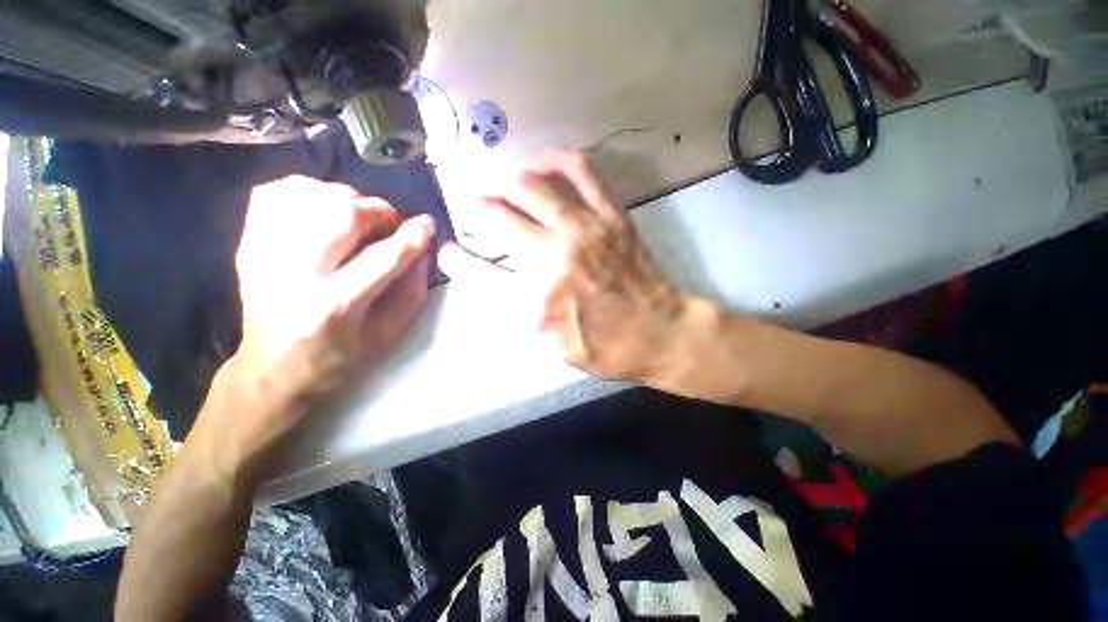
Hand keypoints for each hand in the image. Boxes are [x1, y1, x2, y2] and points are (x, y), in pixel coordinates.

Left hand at [196, 176, 433, 485]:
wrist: (270, 370)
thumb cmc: (336, 359)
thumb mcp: (386, 336)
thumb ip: (411, 293)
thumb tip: (423, 253)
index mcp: (334, 306)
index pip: (384, 257)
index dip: (413, 236)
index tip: (428, 224)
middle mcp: (294, 273)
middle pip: (343, 213)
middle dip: (379, 210)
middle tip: (390, 223)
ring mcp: (264, 254)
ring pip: (310, 195)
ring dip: (346, 199)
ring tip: (358, 217)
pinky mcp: (248, 244)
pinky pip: (275, 194)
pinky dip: (305, 191)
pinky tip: (322, 208)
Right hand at [439, 152, 686, 381]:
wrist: (660, 334)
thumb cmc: (606, 347)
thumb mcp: (555, 344)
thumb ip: (521, 312)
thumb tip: (495, 279)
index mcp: (537, 298)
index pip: (479, 271)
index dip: (457, 259)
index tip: (447, 251)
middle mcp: (554, 257)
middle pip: (499, 216)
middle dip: (478, 208)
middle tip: (475, 208)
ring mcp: (585, 230)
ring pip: (532, 186)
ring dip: (508, 182)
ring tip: (503, 185)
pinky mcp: (612, 216)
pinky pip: (582, 171)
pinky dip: (557, 159)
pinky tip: (544, 163)